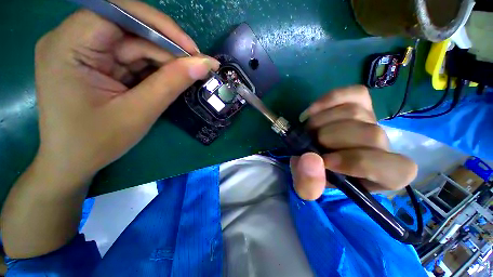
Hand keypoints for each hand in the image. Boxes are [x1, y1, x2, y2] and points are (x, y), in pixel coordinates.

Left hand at [35, 0, 218, 186]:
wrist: (72, 162)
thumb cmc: (96, 143)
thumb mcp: (139, 113)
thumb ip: (172, 83)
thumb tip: (205, 64)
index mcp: (68, 46)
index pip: (118, 13)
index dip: (160, 26)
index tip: (192, 51)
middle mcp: (71, 39)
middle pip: (129, 28)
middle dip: (166, 48)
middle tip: (196, 68)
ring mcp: (82, 49)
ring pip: (134, 43)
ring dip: (163, 61)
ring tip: (185, 77)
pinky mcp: (93, 62)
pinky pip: (130, 56)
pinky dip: (153, 68)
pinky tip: (166, 81)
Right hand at [290, 85, 417, 199]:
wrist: (315, 157)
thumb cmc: (318, 175)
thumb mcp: (308, 188)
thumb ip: (309, 184)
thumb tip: (310, 159)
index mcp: (383, 175)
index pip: (392, 168)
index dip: (357, 162)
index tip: (324, 161)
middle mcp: (385, 146)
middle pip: (370, 134)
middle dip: (330, 137)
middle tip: (309, 142)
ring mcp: (373, 121)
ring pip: (356, 112)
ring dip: (321, 121)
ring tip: (308, 130)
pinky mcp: (361, 104)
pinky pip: (353, 93)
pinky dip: (329, 100)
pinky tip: (312, 112)